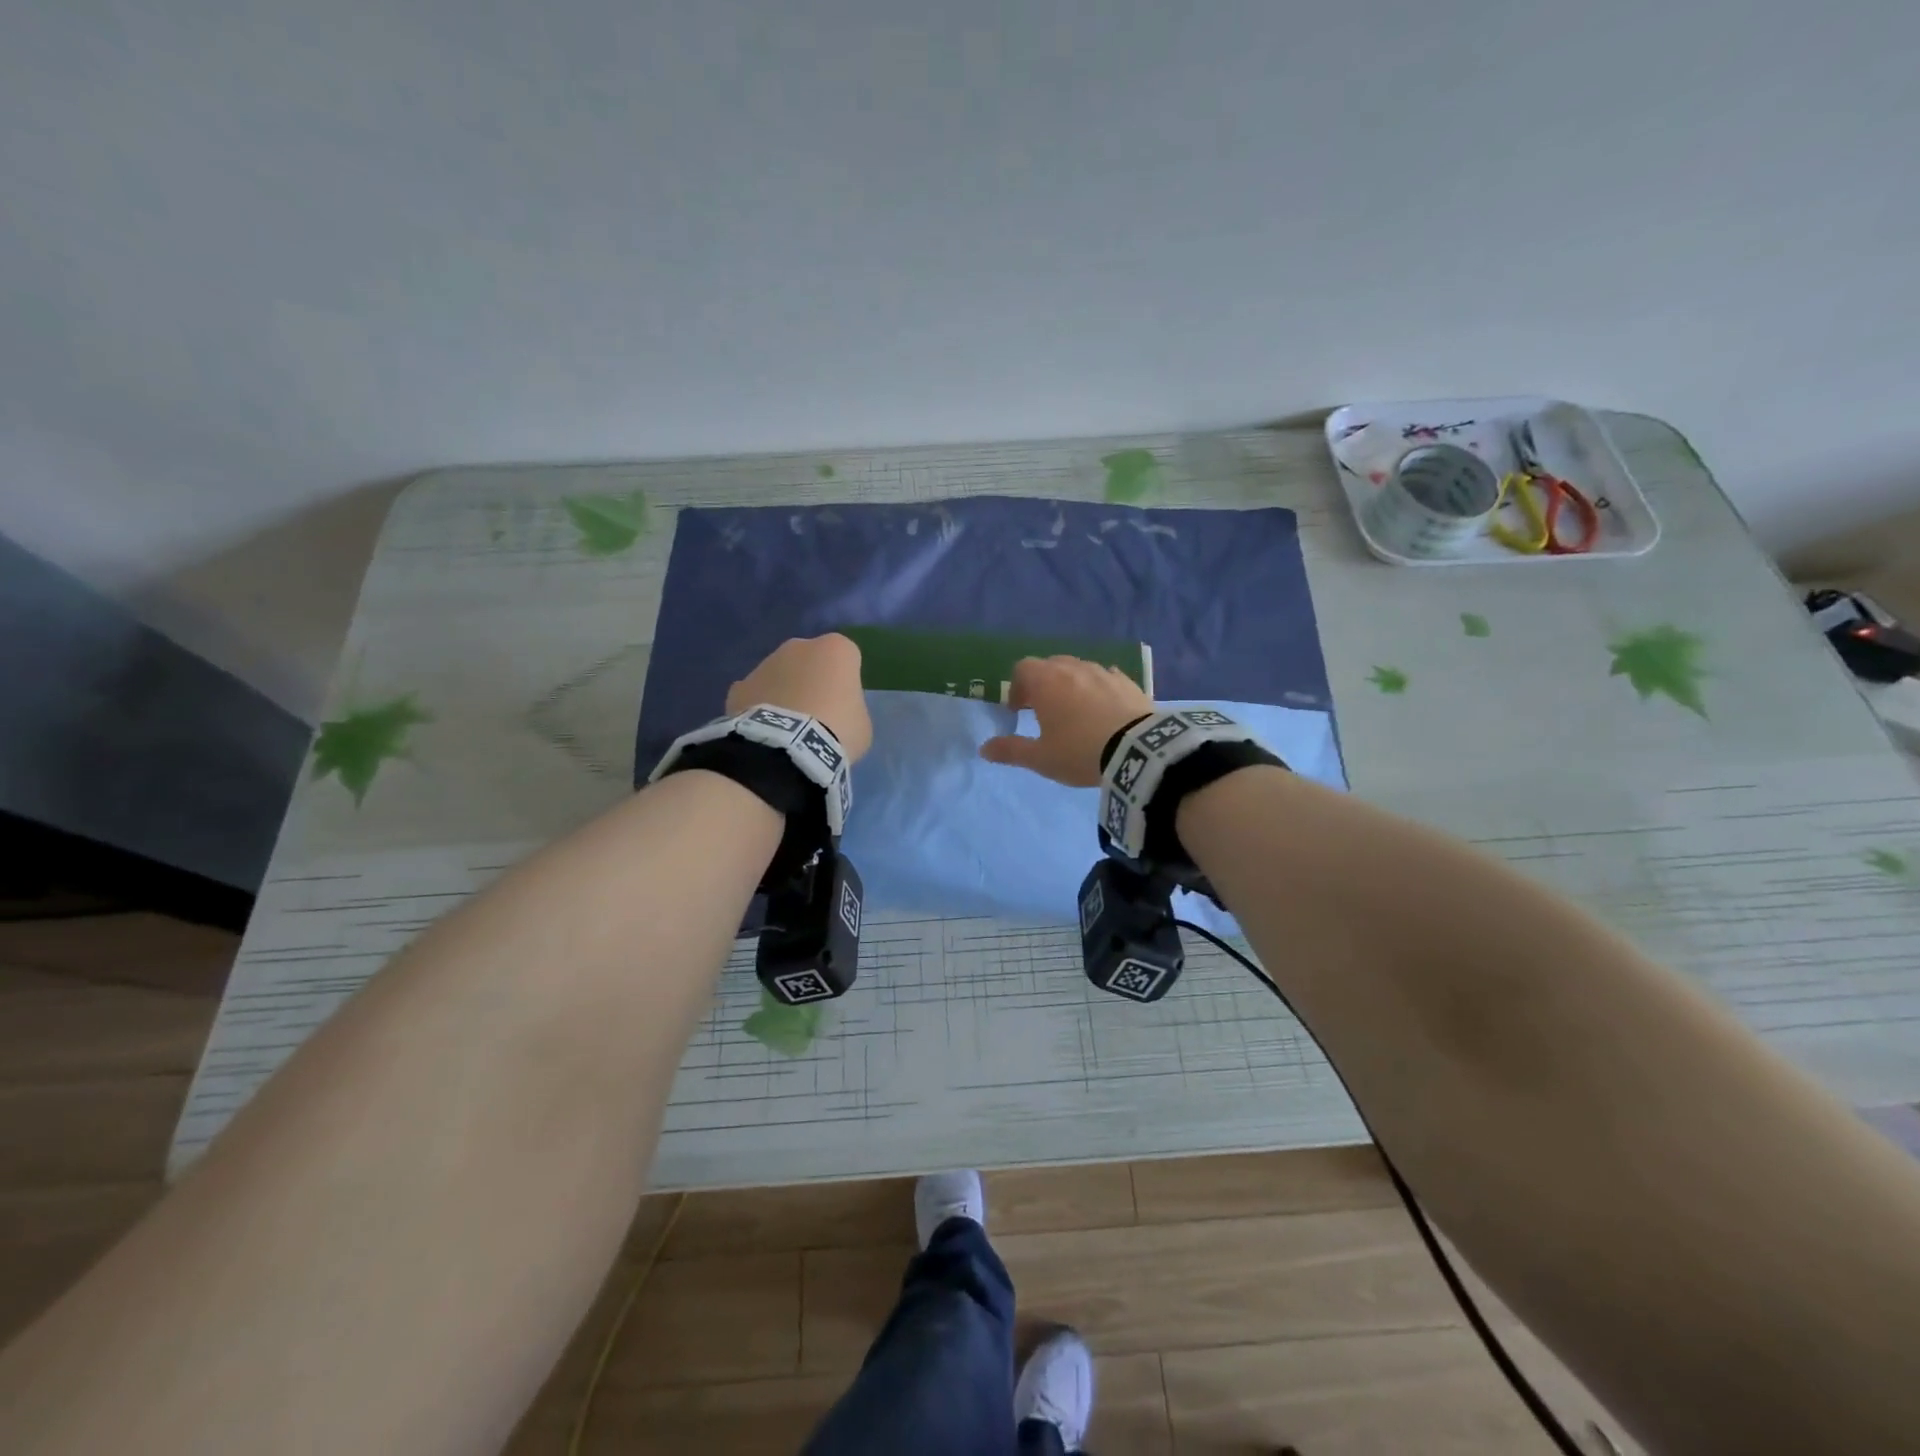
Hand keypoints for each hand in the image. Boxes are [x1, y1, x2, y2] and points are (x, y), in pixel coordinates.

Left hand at [727, 634, 872, 762]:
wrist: (787, 751)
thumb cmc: (837, 731)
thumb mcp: (861, 723)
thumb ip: (849, 707)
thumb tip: (834, 711)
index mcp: (836, 649)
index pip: (847, 658)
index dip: (846, 681)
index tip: (845, 703)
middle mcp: (798, 646)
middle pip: (809, 660)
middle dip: (811, 680)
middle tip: (816, 714)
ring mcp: (765, 664)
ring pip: (779, 675)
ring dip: (784, 693)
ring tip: (787, 728)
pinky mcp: (739, 686)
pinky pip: (756, 695)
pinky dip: (759, 708)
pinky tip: (765, 732)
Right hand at [979, 656, 1153, 786]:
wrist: (1138, 751)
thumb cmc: (1080, 752)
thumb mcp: (1041, 758)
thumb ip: (1011, 750)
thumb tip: (984, 748)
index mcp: (1046, 682)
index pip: (1022, 668)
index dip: (1017, 687)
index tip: (1019, 710)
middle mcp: (1073, 668)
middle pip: (1050, 665)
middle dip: (1043, 683)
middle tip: (1044, 710)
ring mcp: (1103, 672)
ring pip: (1079, 669)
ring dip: (1071, 684)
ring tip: (1075, 711)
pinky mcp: (1128, 682)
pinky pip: (1106, 677)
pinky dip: (1098, 688)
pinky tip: (1103, 709)